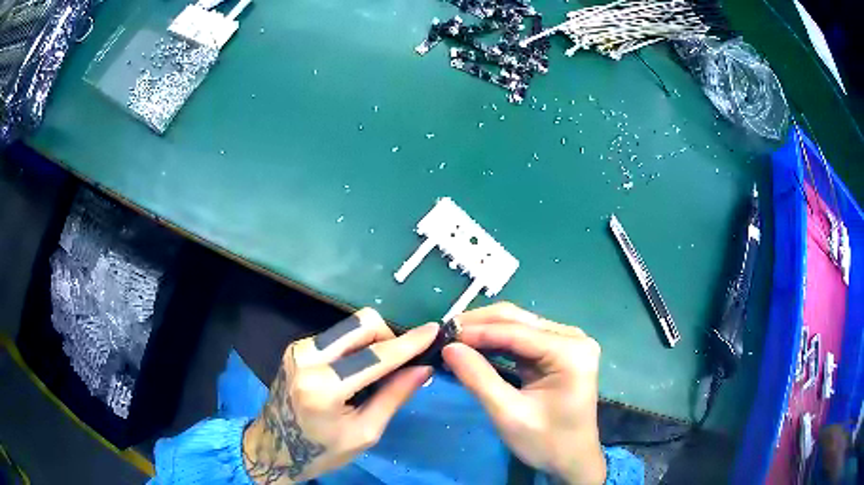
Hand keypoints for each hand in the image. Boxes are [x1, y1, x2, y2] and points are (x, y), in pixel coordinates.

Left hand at [242, 308, 438, 483]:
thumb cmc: (321, 451)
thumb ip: (393, 397)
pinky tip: (357, 370)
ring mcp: (299, 349)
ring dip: (373, 342)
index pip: (376, 357)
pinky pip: (337, 335)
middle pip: (362, 323)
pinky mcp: (297, 348)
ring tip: (379, 371)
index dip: (408, 343)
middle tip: (399, 365)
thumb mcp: (364, 433)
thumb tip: (423, 369)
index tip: (433, 331)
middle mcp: (308, 358)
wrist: (275, 448)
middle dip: (389, 337)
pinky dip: (356, 346)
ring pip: (350, 326)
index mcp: (324, 387)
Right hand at [442, 303, 605, 484]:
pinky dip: (496, 342)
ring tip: (453, 339)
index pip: (517, 332)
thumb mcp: (508, 414)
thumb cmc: (545, 442)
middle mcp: (572, 338)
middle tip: (443, 334)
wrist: (571, 459)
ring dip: (485, 331)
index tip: (442, 336)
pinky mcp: (558, 351)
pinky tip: (473, 346)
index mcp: (570, 352)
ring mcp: (567, 342)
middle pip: (519, 320)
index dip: (477, 331)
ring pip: (518, 325)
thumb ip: (478, 379)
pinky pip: (521, 338)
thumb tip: (448, 348)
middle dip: (479, 325)